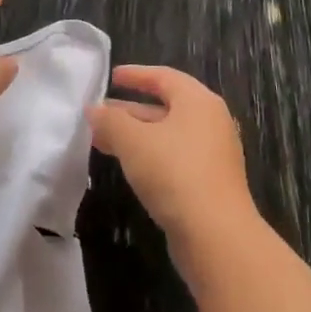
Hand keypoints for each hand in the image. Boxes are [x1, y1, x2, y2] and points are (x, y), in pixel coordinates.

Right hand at [90, 65, 257, 244]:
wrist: (216, 236)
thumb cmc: (175, 173)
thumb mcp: (133, 141)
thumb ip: (110, 121)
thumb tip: (93, 110)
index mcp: (198, 101)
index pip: (164, 77)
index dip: (136, 75)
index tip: (111, 77)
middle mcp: (210, 122)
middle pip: (166, 106)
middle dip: (129, 110)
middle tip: (99, 114)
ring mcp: (213, 155)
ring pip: (167, 135)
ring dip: (135, 136)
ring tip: (102, 141)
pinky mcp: (209, 183)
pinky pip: (174, 158)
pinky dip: (148, 156)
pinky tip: (127, 167)